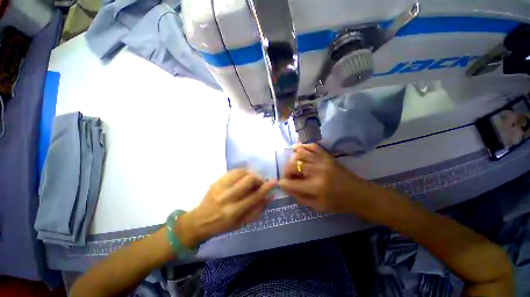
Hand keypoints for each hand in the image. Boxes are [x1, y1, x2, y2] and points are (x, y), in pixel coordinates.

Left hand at [177, 170, 275, 248]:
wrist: (199, 221)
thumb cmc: (222, 225)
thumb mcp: (242, 223)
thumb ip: (257, 210)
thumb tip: (270, 197)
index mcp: (234, 212)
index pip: (254, 196)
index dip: (266, 188)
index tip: (273, 181)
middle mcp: (227, 197)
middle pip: (249, 180)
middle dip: (258, 179)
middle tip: (260, 183)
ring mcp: (220, 187)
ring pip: (241, 172)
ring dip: (250, 174)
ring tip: (251, 180)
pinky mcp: (216, 181)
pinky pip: (233, 171)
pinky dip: (242, 172)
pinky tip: (243, 177)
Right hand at [278, 143, 378, 214]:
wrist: (358, 194)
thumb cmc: (338, 203)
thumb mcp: (317, 206)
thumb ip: (299, 197)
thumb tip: (286, 187)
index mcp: (315, 187)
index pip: (291, 183)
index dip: (282, 183)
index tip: (281, 183)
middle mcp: (317, 171)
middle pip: (293, 165)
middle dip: (286, 171)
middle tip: (289, 176)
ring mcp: (322, 160)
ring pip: (300, 153)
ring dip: (292, 159)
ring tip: (292, 165)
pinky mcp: (327, 156)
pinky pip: (312, 146)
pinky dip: (302, 146)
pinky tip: (297, 149)